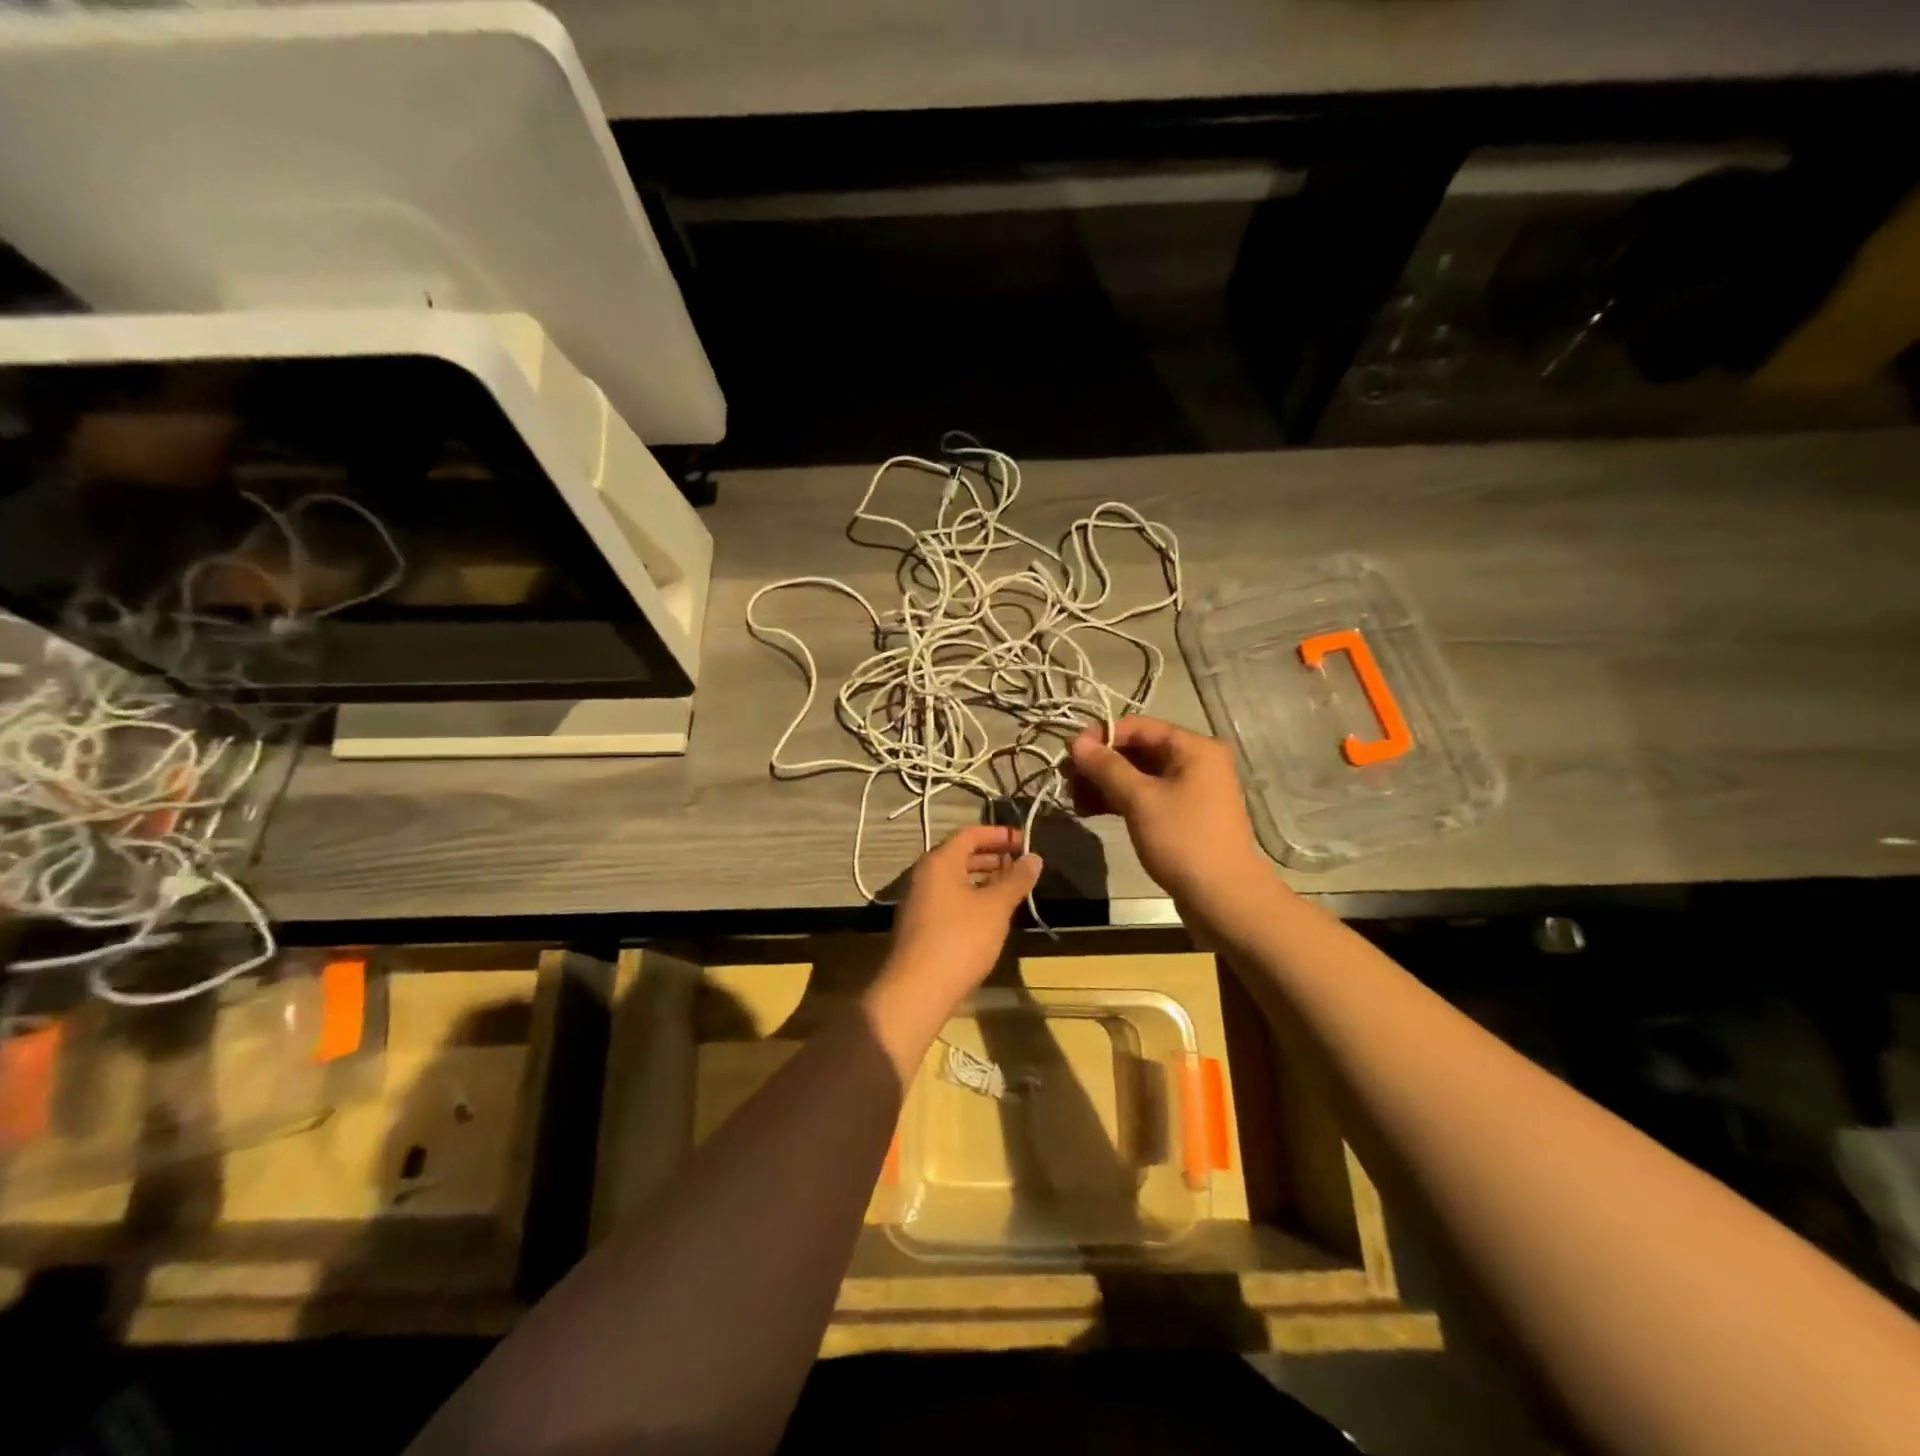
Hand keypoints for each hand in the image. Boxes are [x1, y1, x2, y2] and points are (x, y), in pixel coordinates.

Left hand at [864, 825, 1041, 1071]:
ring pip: (955, 878)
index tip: (1026, 842)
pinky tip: (991, 914)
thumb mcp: (995, 907)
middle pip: (961, 854)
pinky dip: (972, 897)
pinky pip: (950, 898)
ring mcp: (919, 900)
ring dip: (984, 878)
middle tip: (1022, 865)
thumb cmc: (960, 939)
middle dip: (993, 856)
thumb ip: (1016, 880)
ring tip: (1012, 888)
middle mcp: (924, 875)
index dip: (999, 835)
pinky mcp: (920, 924)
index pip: (971, 834)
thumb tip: (1034, 858)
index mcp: (939, 862)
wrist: (917, 990)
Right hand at [1067, 716, 1268, 912]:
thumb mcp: (1140, 800)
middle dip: (1099, 764)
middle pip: (1136, 750)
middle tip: (1066, 780)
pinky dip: (1118, 800)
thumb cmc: (1184, 840)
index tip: (1068, 755)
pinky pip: (1145, 796)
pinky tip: (1090, 811)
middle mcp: (1194, 761)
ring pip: (1137, 775)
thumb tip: (1076, 742)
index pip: (1137, 726)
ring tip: (1074, 800)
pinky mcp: (1181, 814)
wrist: (1223, 899)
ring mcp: (1189, 789)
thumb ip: (1107, 767)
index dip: (1100, 736)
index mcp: (1193, 747)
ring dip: (1104, 783)